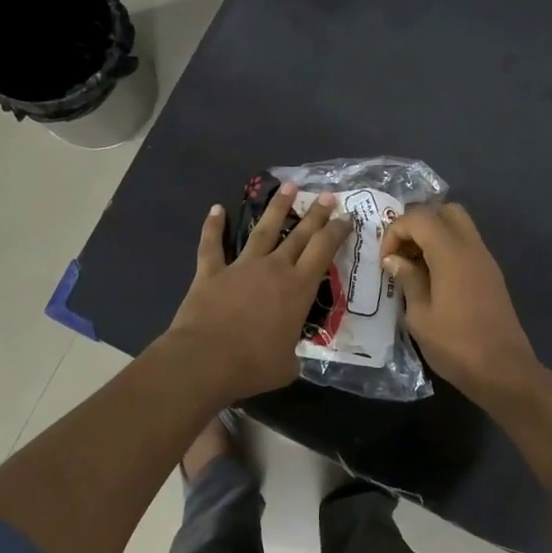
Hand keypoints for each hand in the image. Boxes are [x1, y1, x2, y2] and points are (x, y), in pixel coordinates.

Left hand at [165, 183, 352, 402]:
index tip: (346, 217)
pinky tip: (216, 209)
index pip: (323, 250)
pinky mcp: (211, 272)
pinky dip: (213, 226)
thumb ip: (293, 354)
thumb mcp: (287, 365)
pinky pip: (212, 245)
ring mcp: (241, 266)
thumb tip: (291, 357)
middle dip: (316, 213)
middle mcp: (273, 269)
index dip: (337, 231)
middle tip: (327, 195)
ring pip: (262, 230)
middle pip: (299, 234)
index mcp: (298, 289)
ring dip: (276, 208)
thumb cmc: (252, 365)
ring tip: (288, 186)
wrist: (204, 360)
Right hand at [380, 203, 539, 406]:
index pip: (420, 217)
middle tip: (402, 252)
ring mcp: (486, 260)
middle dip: (419, 223)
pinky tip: (433, 279)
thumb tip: (394, 259)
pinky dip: (447, 250)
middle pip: (446, 210)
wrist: (503, 371)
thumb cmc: (456, 345)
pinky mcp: (492, 275)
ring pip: (459, 226)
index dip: (396, 230)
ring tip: (414, 266)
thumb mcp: (420, 316)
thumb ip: (408, 280)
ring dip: (434, 235)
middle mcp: (472, 248)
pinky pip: (467, 246)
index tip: (386, 260)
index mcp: (451, 254)